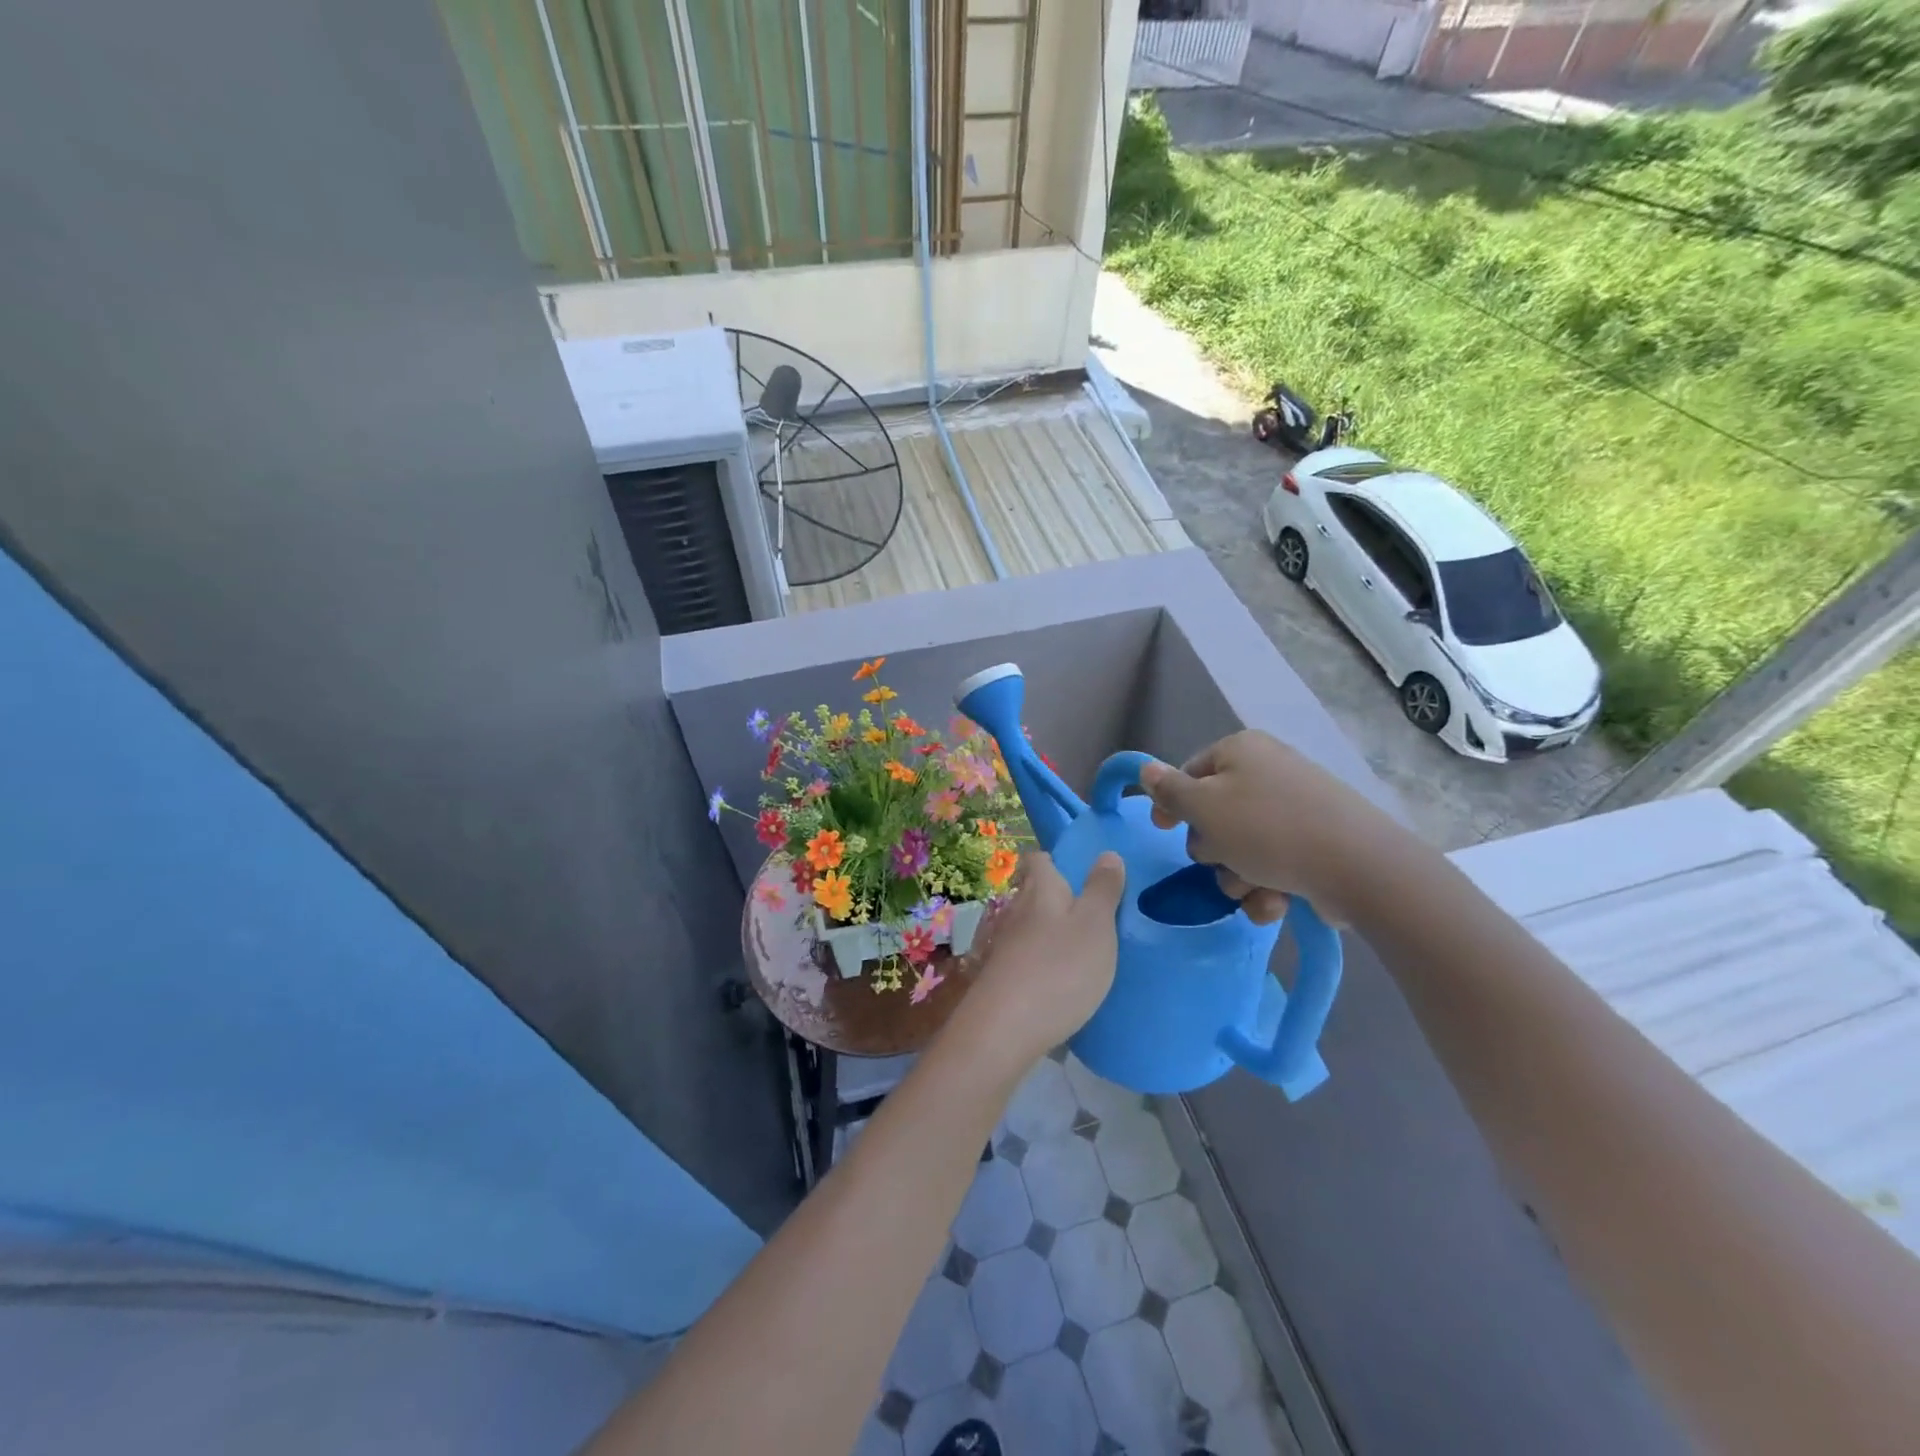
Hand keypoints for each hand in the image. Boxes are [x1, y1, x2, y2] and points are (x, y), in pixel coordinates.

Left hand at [965, 850, 1124, 1067]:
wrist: (1004, 1029)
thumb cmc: (1059, 968)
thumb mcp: (1095, 925)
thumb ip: (1103, 889)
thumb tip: (1106, 853)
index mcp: (1040, 888)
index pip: (1039, 858)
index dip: (1058, 860)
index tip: (1084, 872)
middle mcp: (1016, 909)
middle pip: (1035, 891)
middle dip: (1059, 897)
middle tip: (1095, 912)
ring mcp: (1004, 943)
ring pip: (1030, 925)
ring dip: (1052, 931)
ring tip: (1084, 947)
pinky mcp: (1001, 975)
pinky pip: (1026, 956)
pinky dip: (1043, 960)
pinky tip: (1062, 979)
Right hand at [1139, 730, 1405, 926]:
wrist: (1357, 867)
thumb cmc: (1266, 829)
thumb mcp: (1203, 808)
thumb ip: (1169, 790)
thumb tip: (1146, 770)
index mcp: (1241, 751)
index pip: (1191, 772)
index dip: (1173, 803)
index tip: (1162, 830)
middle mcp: (1270, 771)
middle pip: (1216, 815)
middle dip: (1214, 850)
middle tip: (1222, 862)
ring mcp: (1297, 808)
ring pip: (1243, 847)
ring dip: (1239, 876)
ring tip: (1255, 889)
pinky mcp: (1318, 843)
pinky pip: (1275, 864)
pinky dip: (1269, 887)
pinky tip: (1277, 902)